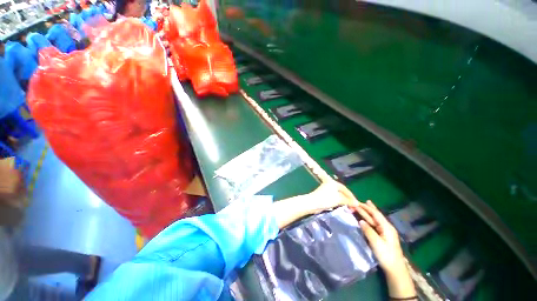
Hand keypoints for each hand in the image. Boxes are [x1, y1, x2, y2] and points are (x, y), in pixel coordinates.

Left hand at [307, 180, 359, 213]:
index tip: (357, 204)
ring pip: (339, 196)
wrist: (313, 203)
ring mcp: (327, 191)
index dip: (352, 196)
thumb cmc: (326, 199)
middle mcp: (331, 185)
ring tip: (350, 209)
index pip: (345, 189)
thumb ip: (348, 201)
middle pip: (342, 192)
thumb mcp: (339, 199)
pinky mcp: (325, 196)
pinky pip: (335, 199)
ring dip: (344, 202)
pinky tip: (343, 207)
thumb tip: (357, 203)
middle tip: (354, 207)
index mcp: (333, 183)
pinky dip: (340, 203)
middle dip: (348, 200)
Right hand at [357, 200, 404, 273]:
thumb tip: (360, 221)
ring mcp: (385, 232)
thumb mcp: (376, 243)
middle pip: (376, 215)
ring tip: (364, 205)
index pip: (376, 214)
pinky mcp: (383, 236)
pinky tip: (367, 218)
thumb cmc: (386, 255)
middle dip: (368, 208)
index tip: (358, 202)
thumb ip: (368, 231)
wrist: (395, 269)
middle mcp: (387, 227)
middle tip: (359, 202)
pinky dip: (370, 219)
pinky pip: (375, 224)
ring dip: (368, 213)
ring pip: (375, 220)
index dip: (367, 208)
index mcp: (387, 227)